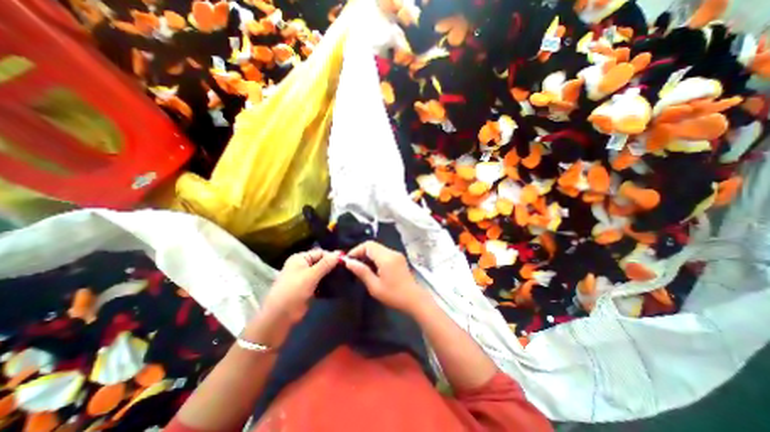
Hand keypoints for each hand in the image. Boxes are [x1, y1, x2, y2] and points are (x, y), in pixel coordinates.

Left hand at [261, 246, 338, 322]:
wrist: (280, 315)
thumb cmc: (294, 290)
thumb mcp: (311, 275)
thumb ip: (326, 264)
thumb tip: (340, 253)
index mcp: (300, 258)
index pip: (320, 252)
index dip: (332, 256)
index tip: (345, 262)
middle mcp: (302, 265)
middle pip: (321, 262)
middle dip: (332, 265)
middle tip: (346, 269)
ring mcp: (304, 277)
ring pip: (321, 272)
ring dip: (330, 274)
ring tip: (344, 276)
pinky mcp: (307, 287)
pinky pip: (319, 281)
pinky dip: (327, 282)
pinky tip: (336, 284)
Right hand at [343, 242, 427, 314]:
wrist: (414, 300)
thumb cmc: (394, 295)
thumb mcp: (374, 286)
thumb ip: (361, 272)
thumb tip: (348, 262)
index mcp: (386, 258)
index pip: (368, 245)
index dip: (356, 250)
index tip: (348, 260)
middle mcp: (392, 252)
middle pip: (373, 245)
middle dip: (361, 252)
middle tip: (353, 265)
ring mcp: (396, 255)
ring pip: (378, 248)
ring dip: (368, 255)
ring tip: (361, 268)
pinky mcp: (399, 258)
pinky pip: (384, 253)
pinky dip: (375, 258)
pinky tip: (372, 269)